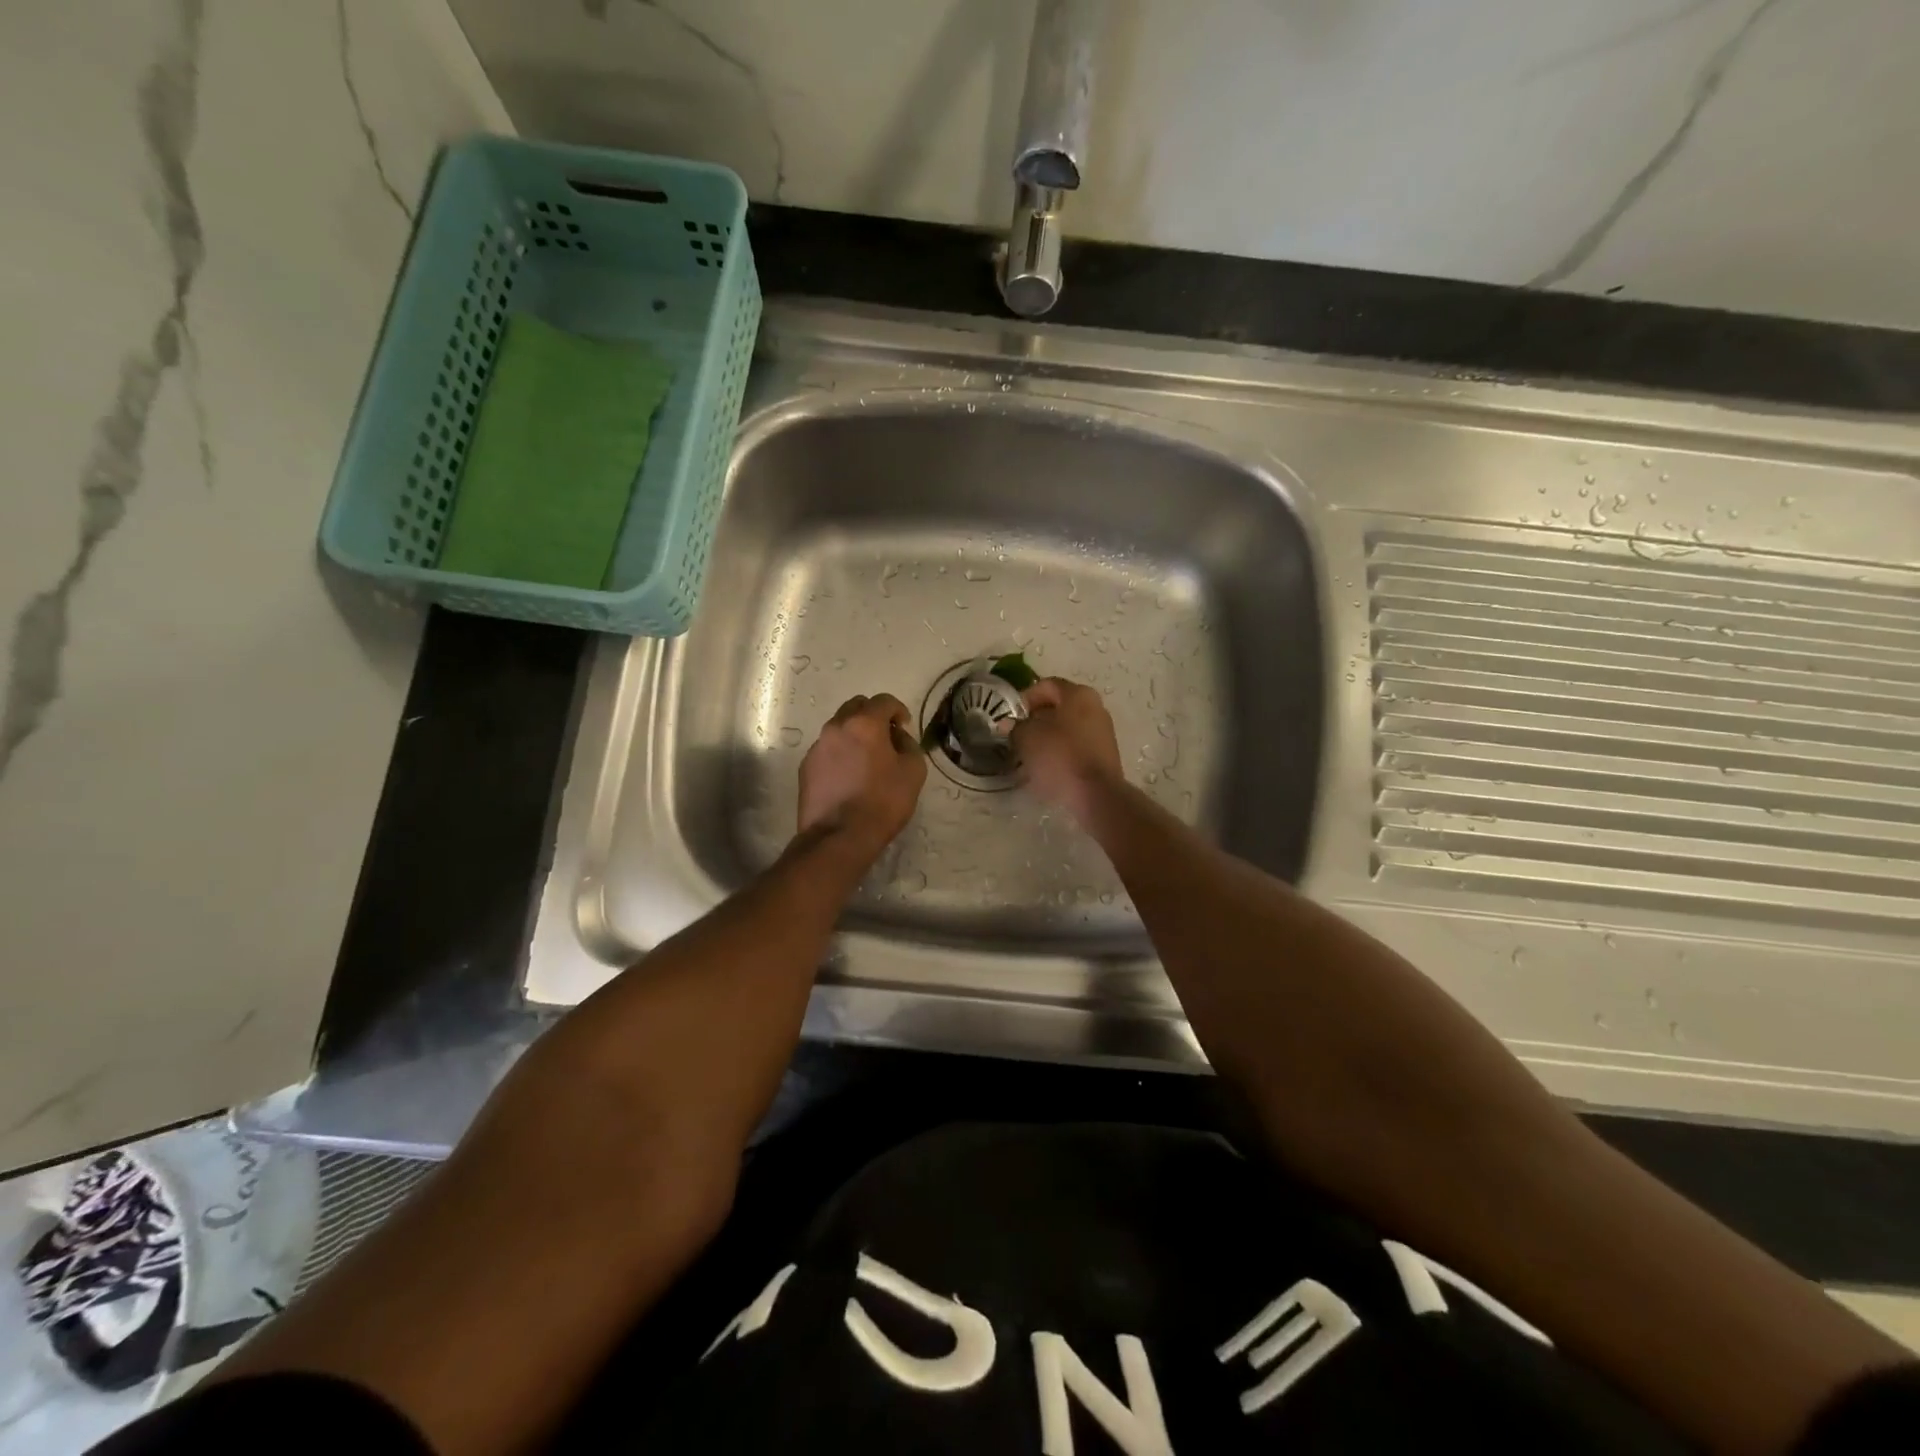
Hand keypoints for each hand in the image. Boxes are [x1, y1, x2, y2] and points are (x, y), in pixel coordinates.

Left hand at [797, 694, 927, 858]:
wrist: (839, 836)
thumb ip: (909, 745)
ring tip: (866, 760)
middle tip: (885, 738)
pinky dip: (840, 754)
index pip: (884, 700)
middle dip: (873, 716)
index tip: (904, 728)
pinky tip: (849, 777)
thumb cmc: (882, 802)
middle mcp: (836, 727)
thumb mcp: (913, 772)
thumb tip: (897, 737)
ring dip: (854, 735)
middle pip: (856, 707)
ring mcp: (817, 746)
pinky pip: (827, 750)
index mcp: (864, 723)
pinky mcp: (806, 767)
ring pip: (839, 728)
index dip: (898, 710)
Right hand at [1011, 677, 1123, 824]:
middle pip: (1059, 706)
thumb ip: (1016, 727)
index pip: (1046, 685)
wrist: (1095, 794)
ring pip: (1068, 727)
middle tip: (1018, 735)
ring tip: (1030, 754)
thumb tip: (1009, 725)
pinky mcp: (1105, 755)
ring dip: (1047, 737)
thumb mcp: (1027, 738)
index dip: (1025, 698)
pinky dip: (1061, 751)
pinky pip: (1077, 746)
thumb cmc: (1059, 756)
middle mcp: (1095, 707)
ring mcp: (1103, 731)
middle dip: (1036, 719)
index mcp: (1078, 694)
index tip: (1012, 716)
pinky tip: (1047, 767)